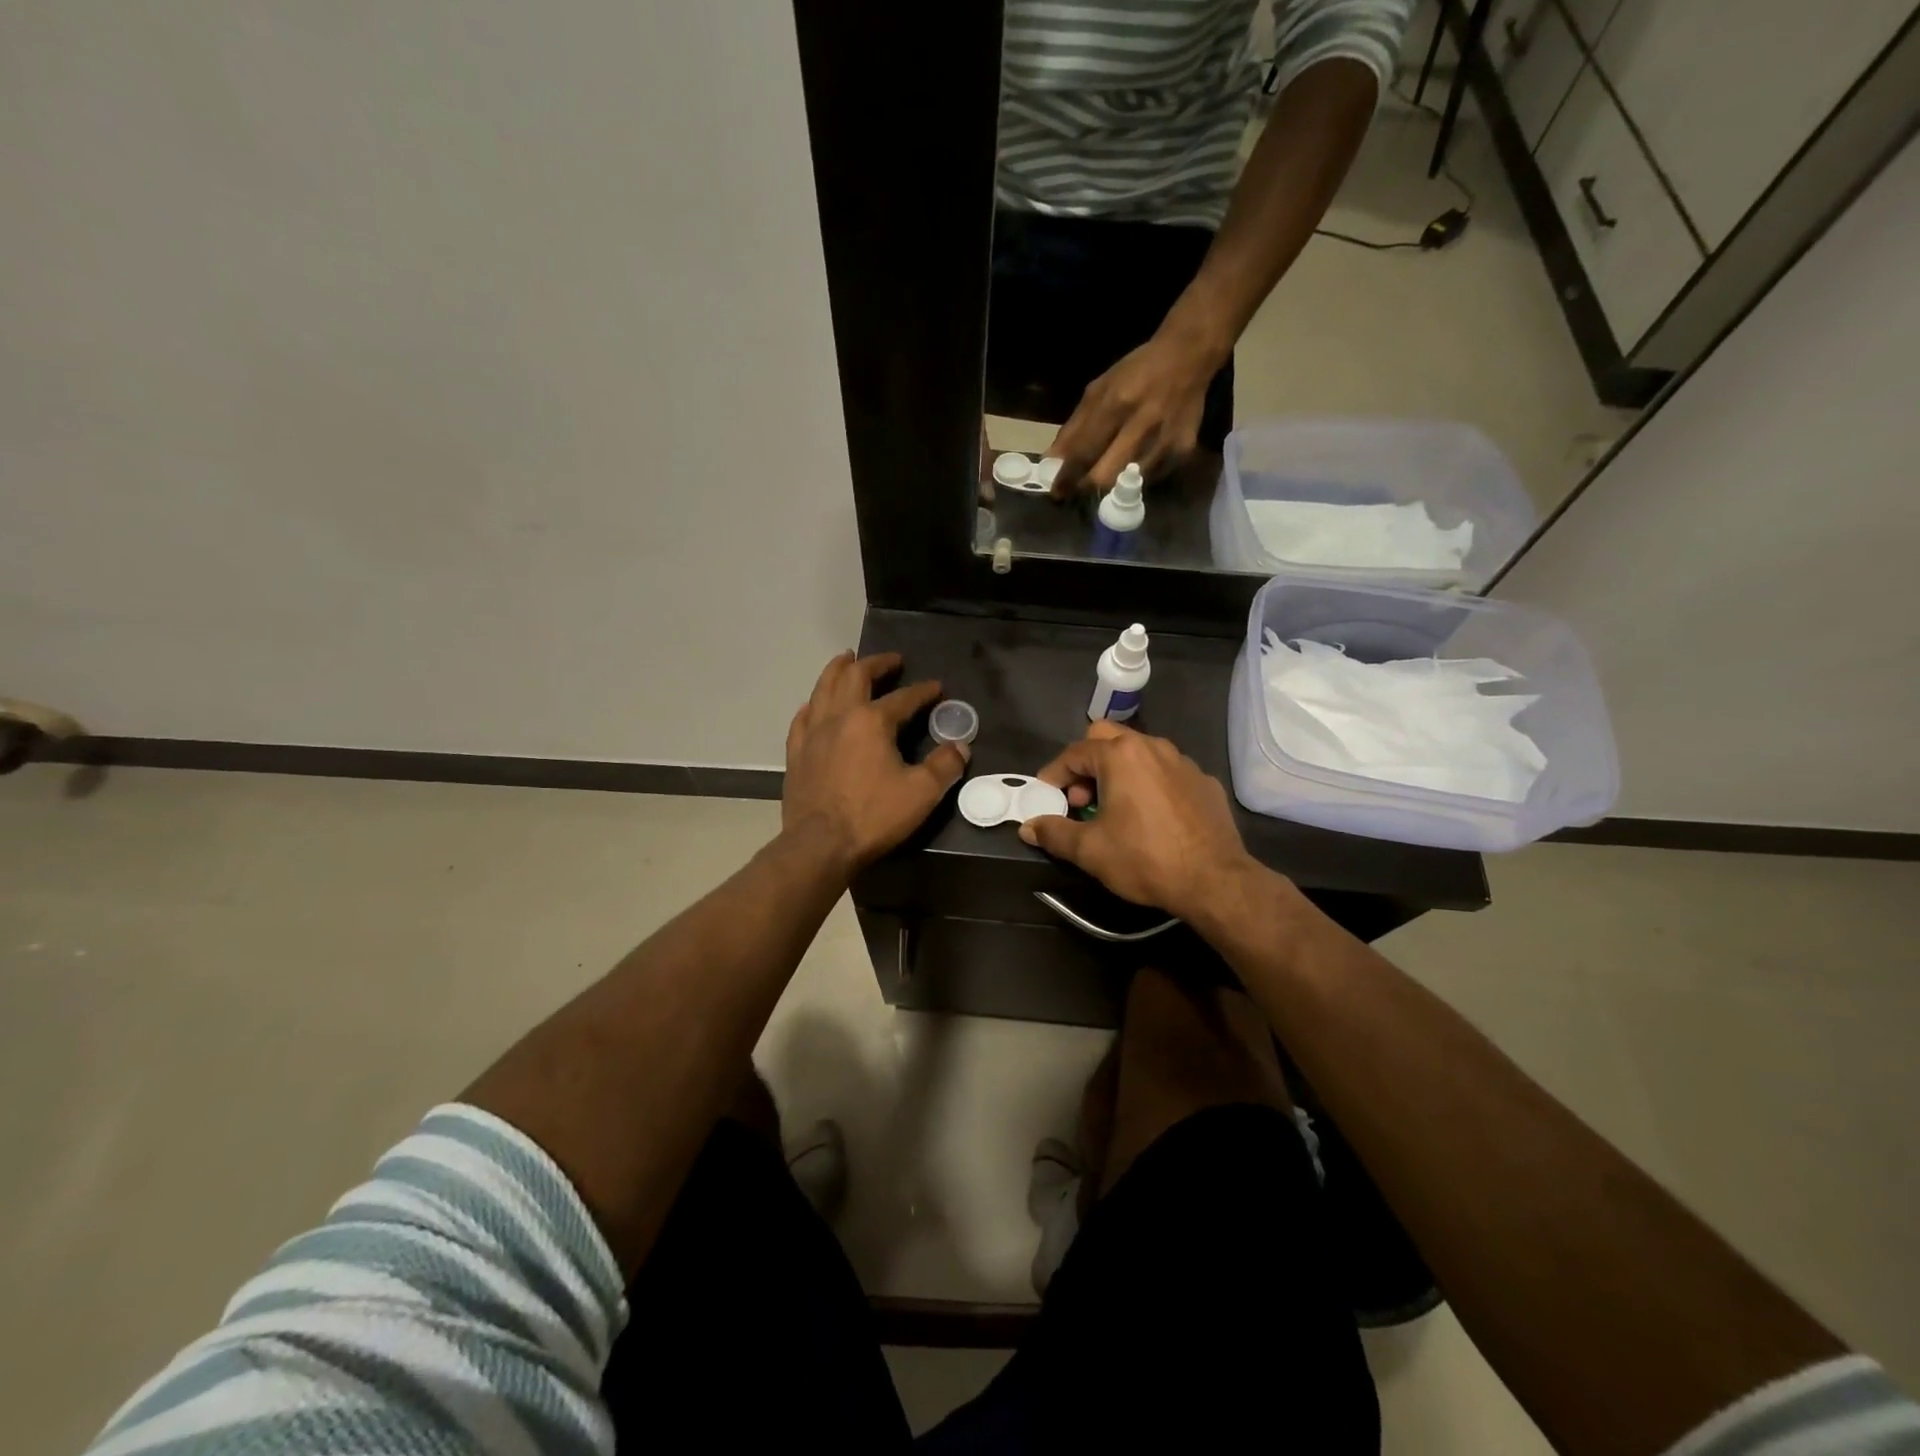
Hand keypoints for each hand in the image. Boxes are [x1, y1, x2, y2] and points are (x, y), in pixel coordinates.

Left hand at [782, 651, 967, 875]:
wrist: (820, 845)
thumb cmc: (873, 816)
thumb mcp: (922, 793)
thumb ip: (945, 766)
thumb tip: (960, 746)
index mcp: (872, 721)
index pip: (903, 697)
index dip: (923, 690)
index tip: (936, 687)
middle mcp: (840, 717)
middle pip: (855, 676)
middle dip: (875, 664)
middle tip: (891, 660)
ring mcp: (813, 733)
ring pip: (823, 688)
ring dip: (837, 669)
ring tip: (846, 659)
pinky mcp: (796, 753)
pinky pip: (802, 718)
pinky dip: (813, 704)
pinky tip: (814, 705)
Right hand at [1018, 721, 1257, 921]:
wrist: (1215, 881)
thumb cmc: (1145, 859)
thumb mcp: (1090, 851)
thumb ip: (1054, 833)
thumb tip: (1027, 827)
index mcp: (1121, 755)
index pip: (1074, 753)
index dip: (1055, 774)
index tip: (1047, 796)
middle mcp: (1153, 747)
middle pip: (1107, 738)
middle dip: (1087, 764)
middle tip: (1081, 800)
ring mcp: (1183, 762)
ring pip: (1139, 753)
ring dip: (1118, 772)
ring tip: (1114, 808)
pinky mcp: (1204, 781)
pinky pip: (1166, 772)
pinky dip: (1149, 784)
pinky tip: (1151, 817)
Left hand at [1049, 323, 1226, 495]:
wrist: (1189, 357)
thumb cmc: (1136, 373)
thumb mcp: (1099, 390)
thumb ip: (1075, 428)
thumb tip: (1052, 462)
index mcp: (1117, 404)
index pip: (1084, 453)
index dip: (1066, 477)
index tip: (1056, 492)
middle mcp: (1142, 425)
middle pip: (1105, 477)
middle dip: (1086, 488)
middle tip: (1077, 489)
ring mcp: (1165, 441)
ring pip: (1127, 485)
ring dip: (1112, 485)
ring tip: (1106, 473)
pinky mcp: (1183, 451)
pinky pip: (1150, 479)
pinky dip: (1136, 478)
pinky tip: (1134, 462)